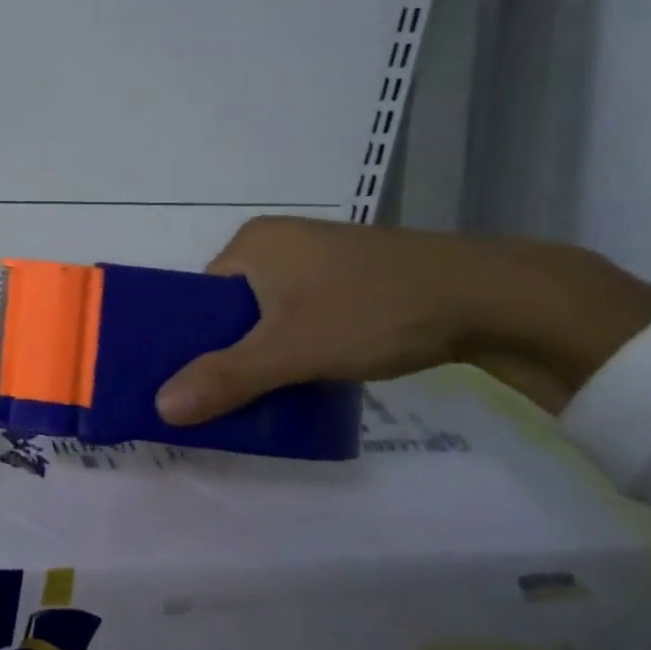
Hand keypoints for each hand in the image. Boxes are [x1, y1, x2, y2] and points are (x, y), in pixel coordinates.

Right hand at [153, 216, 650, 425]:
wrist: (491, 298)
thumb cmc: (372, 311)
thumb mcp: (291, 350)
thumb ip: (226, 378)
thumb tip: (160, 408)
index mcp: (252, 242)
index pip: (199, 297)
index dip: (192, 342)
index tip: (194, 385)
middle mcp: (280, 241)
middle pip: (234, 308)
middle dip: (231, 353)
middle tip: (228, 399)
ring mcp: (320, 257)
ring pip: (271, 314)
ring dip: (267, 353)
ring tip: (267, 395)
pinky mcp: (354, 276)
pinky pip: (305, 313)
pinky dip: (300, 345)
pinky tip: (308, 376)